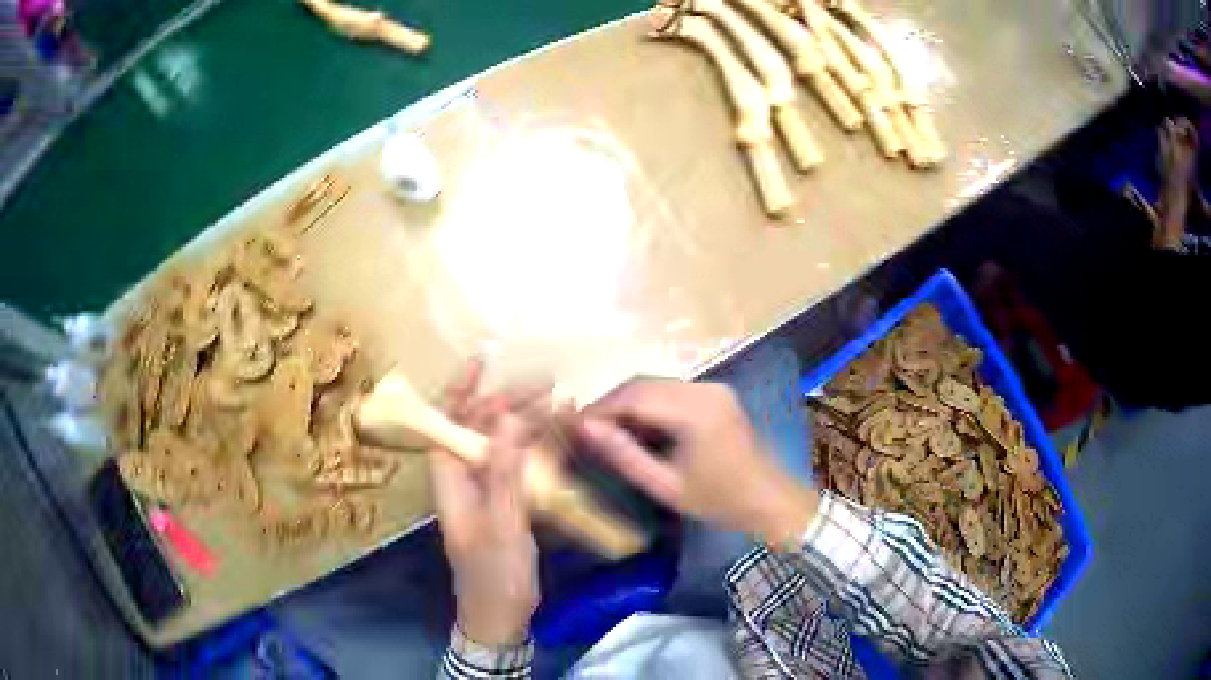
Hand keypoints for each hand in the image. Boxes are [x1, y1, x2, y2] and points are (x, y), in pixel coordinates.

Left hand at [430, 360, 548, 646]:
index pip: (448, 423)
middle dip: (511, 403)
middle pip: (482, 428)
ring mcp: (488, 490)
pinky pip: (523, 465)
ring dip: (532, 424)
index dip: (461, 390)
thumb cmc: (494, 575)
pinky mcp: (508, 502)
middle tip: (550, 386)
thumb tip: (509, 420)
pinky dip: (543, 449)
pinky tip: (565, 435)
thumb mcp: (501, 525)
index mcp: (449, 480)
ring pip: (506, 444)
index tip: (483, 362)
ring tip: (567, 404)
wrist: (500, 615)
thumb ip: (504, 473)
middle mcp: (465, 477)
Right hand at [578, 379, 817, 546]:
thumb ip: (623, 454)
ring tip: (606, 433)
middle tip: (586, 431)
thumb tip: (584, 428)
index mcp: (694, 410)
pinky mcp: (715, 394)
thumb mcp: (664, 485)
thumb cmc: (718, 500)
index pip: (633, 396)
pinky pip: (671, 391)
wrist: (769, 500)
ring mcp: (712, 388)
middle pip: (642, 384)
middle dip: (610, 404)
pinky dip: (648, 405)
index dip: (598, 408)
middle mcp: (703, 388)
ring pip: (654, 384)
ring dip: (627, 404)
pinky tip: (637, 429)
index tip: (571, 426)